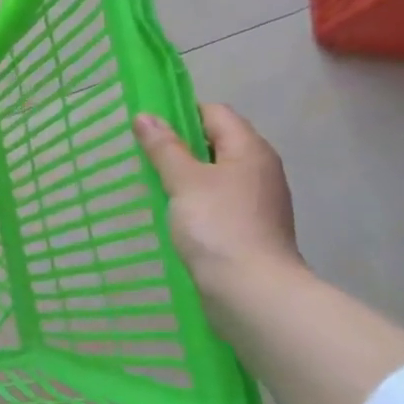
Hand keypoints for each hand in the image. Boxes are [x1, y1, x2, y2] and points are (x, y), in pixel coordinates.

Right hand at [132, 104, 301, 292]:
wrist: (251, 290)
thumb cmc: (218, 226)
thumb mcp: (184, 181)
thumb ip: (164, 148)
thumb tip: (145, 116)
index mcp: (249, 150)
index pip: (215, 113)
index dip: (181, 113)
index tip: (148, 128)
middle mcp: (259, 169)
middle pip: (217, 142)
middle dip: (180, 145)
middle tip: (143, 155)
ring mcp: (256, 200)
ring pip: (215, 174)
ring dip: (186, 175)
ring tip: (152, 184)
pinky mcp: (249, 227)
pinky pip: (218, 200)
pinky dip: (195, 200)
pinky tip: (173, 213)